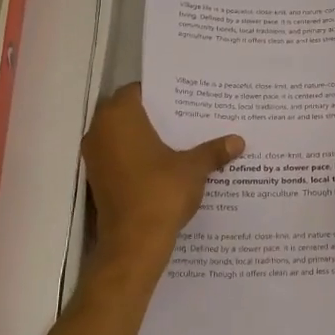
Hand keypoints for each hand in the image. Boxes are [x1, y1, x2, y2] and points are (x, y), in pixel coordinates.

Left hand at [82, 83, 243, 255]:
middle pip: (128, 112)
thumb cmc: (161, 193)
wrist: (133, 243)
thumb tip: (238, 141)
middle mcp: (100, 132)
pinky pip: (119, 158)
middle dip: (155, 115)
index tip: (184, 98)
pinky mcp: (98, 180)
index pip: (137, 91)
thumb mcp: (194, 168)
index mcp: (119, 117)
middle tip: (187, 116)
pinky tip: (165, 165)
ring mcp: (95, 158)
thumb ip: (213, 151)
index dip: (161, 93)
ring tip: (180, 140)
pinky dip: (137, 157)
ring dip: (145, 137)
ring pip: (122, 136)